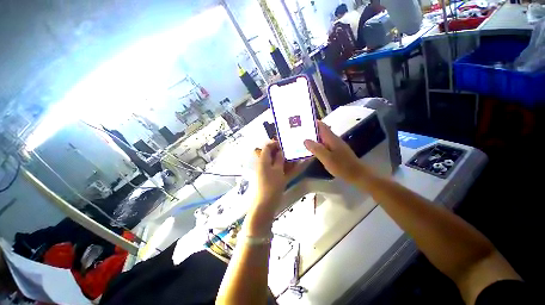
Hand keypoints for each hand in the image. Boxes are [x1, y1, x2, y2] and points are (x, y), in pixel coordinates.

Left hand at [252, 140, 287, 217]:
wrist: (266, 203)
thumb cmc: (272, 185)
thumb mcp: (278, 170)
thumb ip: (279, 159)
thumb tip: (280, 150)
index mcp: (263, 160)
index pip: (267, 147)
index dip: (275, 144)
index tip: (285, 144)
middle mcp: (262, 164)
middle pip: (270, 154)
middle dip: (280, 151)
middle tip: (290, 152)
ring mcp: (265, 171)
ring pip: (274, 161)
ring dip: (282, 159)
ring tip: (293, 158)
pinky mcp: (268, 177)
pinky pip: (275, 168)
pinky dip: (282, 166)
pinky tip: (290, 167)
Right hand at [304, 121, 364, 182]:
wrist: (357, 174)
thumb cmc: (341, 166)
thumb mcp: (326, 158)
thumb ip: (316, 148)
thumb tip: (305, 140)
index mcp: (331, 138)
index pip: (322, 126)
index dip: (313, 122)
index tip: (303, 121)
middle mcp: (334, 139)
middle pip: (322, 131)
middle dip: (312, 129)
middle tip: (300, 131)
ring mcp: (336, 145)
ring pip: (323, 137)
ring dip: (314, 137)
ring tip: (303, 138)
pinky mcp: (337, 150)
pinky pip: (325, 144)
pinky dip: (318, 144)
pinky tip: (313, 148)